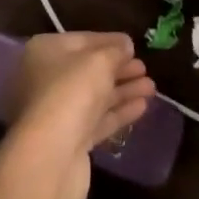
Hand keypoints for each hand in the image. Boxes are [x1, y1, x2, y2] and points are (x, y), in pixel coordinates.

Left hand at [3, 32, 154, 198]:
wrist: (51, 157)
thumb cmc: (72, 92)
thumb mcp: (99, 61)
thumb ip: (115, 50)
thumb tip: (125, 45)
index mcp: (45, 52)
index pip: (83, 41)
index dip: (110, 41)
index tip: (133, 44)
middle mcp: (46, 79)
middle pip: (89, 70)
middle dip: (119, 69)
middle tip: (145, 68)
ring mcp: (57, 112)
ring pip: (96, 96)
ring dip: (124, 91)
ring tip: (152, 87)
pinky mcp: (70, 141)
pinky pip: (98, 120)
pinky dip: (119, 112)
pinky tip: (143, 107)